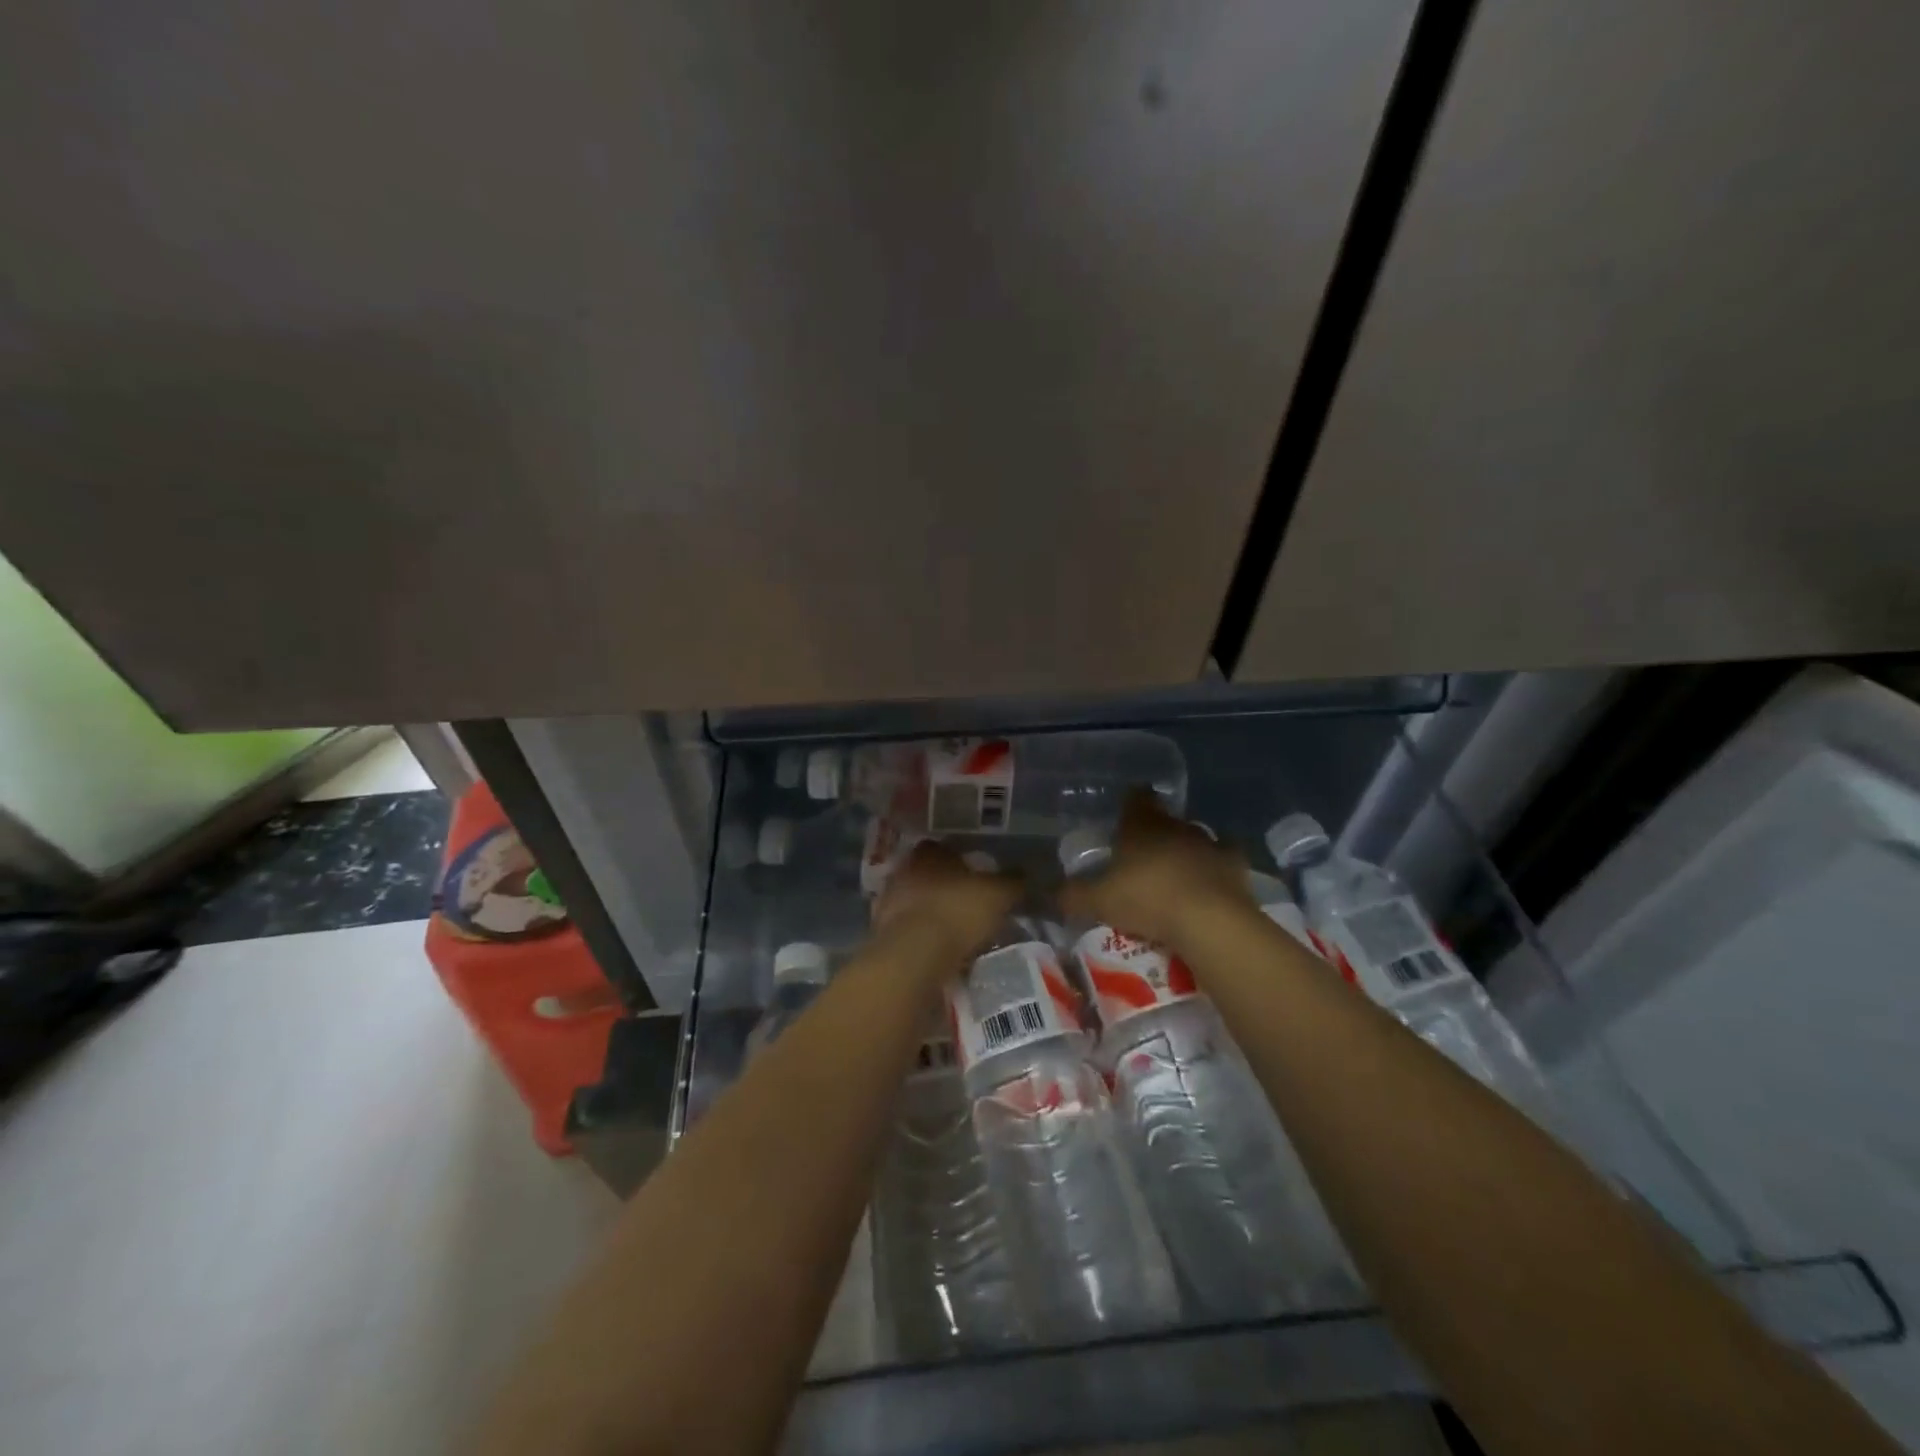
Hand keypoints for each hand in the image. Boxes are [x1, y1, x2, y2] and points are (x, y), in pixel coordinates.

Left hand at [873, 841, 1021, 962]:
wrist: (914, 954)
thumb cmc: (958, 911)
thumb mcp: (998, 895)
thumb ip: (1013, 882)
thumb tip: (1025, 874)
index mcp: (930, 853)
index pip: (943, 848)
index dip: (960, 859)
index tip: (975, 873)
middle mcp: (904, 870)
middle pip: (927, 874)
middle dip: (944, 886)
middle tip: (967, 902)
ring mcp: (888, 901)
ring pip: (914, 901)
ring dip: (930, 912)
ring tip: (954, 930)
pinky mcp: (881, 932)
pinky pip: (906, 929)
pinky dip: (920, 937)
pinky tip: (937, 949)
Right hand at [1058, 791, 1253, 950]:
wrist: (1209, 921)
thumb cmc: (1147, 900)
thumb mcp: (1098, 901)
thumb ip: (1072, 895)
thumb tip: (1050, 892)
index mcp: (1141, 826)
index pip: (1136, 799)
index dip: (1131, 801)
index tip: (1126, 811)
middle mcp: (1176, 826)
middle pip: (1164, 820)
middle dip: (1155, 833)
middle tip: (1142, 855)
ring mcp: (1209, 844)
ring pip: (1195, 838)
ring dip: (1185, 851)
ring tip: (1174, 875)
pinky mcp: (1235, 865)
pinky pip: (1224, 859)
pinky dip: (1216, 868)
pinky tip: (1211, 882)